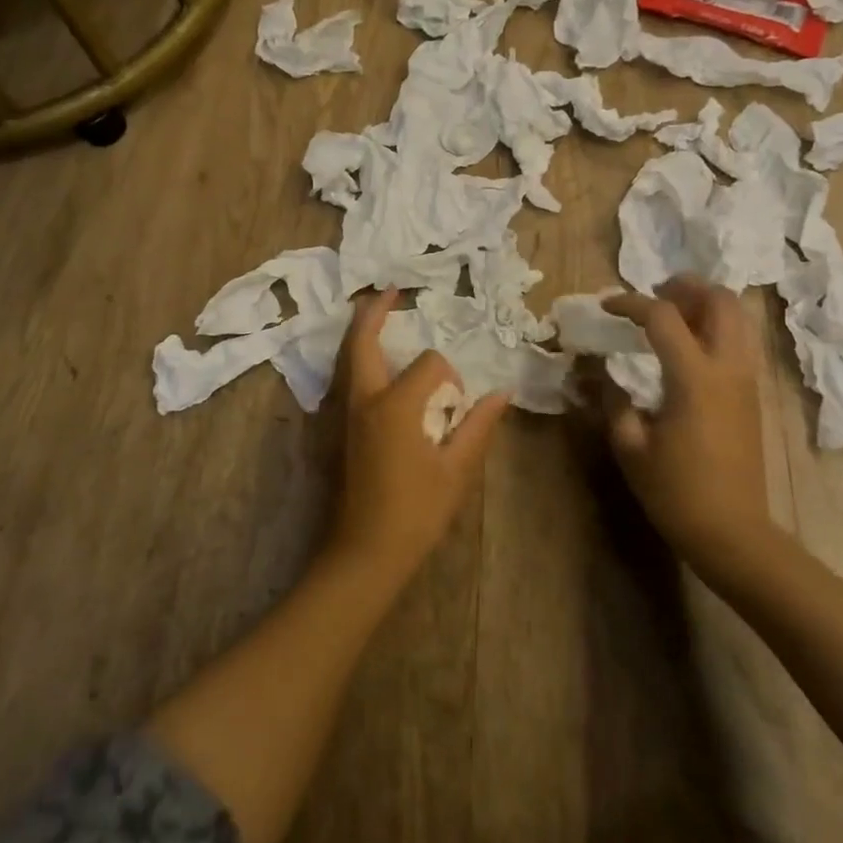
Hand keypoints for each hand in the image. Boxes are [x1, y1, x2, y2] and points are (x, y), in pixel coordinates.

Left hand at [325, 290, 508, 586]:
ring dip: (363, 332)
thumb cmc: (416, 512)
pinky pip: (347, 378)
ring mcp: (346, 414)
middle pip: (363, 342)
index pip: (430, 365)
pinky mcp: (340, 429)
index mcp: (395, 406)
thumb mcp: (457, 470)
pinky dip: (358, 357)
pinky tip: (375, 362)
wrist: (365, 552)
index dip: (451, 377)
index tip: (459, 404)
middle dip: (375, 312)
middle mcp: (364, 400)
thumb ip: (478, 426)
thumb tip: (501, 393)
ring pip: (348, 358)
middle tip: (390, 289)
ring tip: (378, 313)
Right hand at [599, 276, 773, 572]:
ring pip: (738, 317)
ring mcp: (747, 380)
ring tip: (671, 317)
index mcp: (694, 378)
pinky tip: (687, 349)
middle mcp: (728, 368)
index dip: (630, 303)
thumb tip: (598, 370)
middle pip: (720, 300)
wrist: (733, 533)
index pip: (662, 317)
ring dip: (705, 304)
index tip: (606, 306)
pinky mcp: (753, 394)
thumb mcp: (631, 446)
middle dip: (685, 287)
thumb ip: (613, 400)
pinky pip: (740, 341)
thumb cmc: (676, 492)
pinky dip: (716, 327)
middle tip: (653, 296)